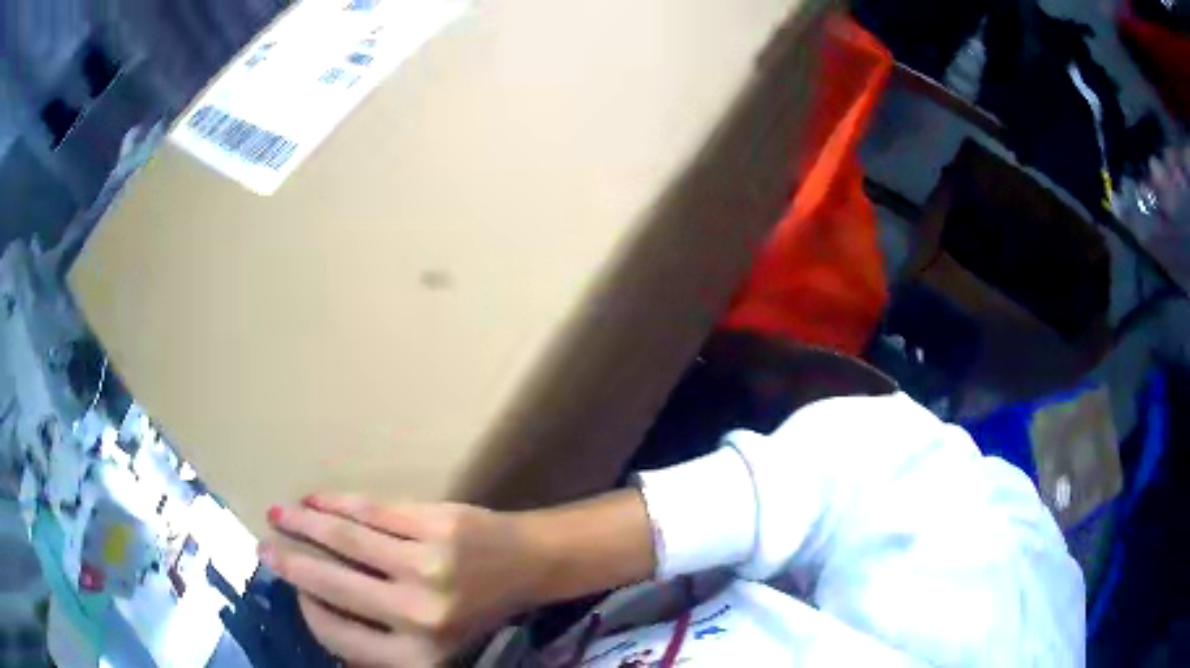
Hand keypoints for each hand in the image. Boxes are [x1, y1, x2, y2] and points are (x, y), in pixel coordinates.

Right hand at [259, 495, 544, 665]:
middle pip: (333, 584)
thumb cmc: (472, 610)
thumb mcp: (429, 643)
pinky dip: (336, 502)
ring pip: (345, 538)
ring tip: (279, 514)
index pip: (338, 636)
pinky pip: (371, 510)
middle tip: (263, 546)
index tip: (291, 589)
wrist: (527, 566)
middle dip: (290, 563)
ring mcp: (429, 565)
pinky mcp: (437, 525)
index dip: (306, 609)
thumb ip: (377, 636)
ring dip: (304, 522)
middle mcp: (421, 615)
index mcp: (418, 656)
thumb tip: (311, 605)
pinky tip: (314, 499)